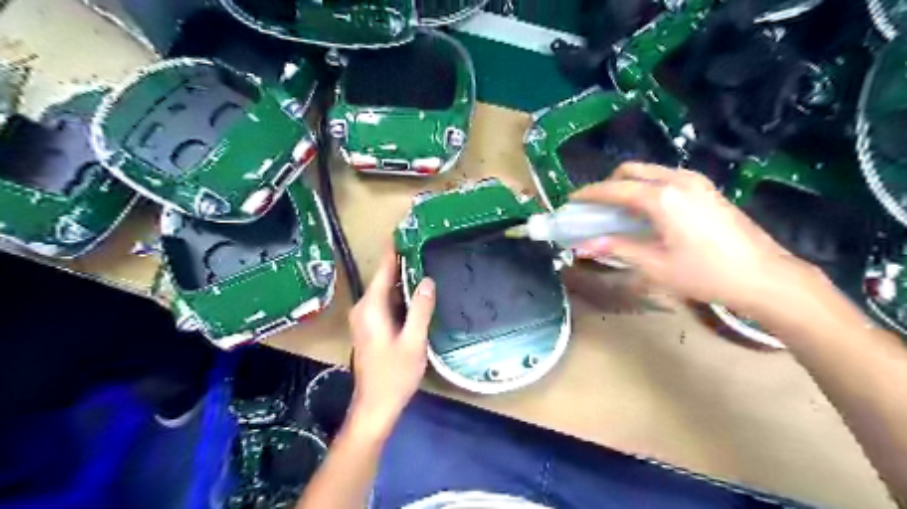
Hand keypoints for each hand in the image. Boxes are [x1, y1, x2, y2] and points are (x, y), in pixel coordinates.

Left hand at [345, 247, 434, 436]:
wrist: (376, 405)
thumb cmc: (394, 375)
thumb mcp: (413, 341)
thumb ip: (420, 309)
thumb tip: (427, 280)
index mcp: (371, 307)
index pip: (384, 270)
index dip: (394, 249)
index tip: (404, 230)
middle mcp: (364, 308)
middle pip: (383, 278)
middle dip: (401, 261)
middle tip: (423, 243)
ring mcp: (365, 318)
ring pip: (385, 290)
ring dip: (401, 277)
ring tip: (423, 261)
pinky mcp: (370, 327)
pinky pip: (385, 302)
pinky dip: (399, 293)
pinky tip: (416, 291)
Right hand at [573, 164, 823, 313]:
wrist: (765, 277)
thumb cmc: (706, 274)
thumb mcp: (655, 265)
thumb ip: (617, 248)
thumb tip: (583, 246)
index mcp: (662, 198)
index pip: (614, 189)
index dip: (589, 194)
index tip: (571, 201)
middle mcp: (678, 180)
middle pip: (631, 170)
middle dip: (608, 185)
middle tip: (595, 208)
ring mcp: (696, 181)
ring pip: (649, 172)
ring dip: (628, 185)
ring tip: (618, 211)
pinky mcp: (707, 188)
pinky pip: (666, 178)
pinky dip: (647, 188)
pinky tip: (647, 212)